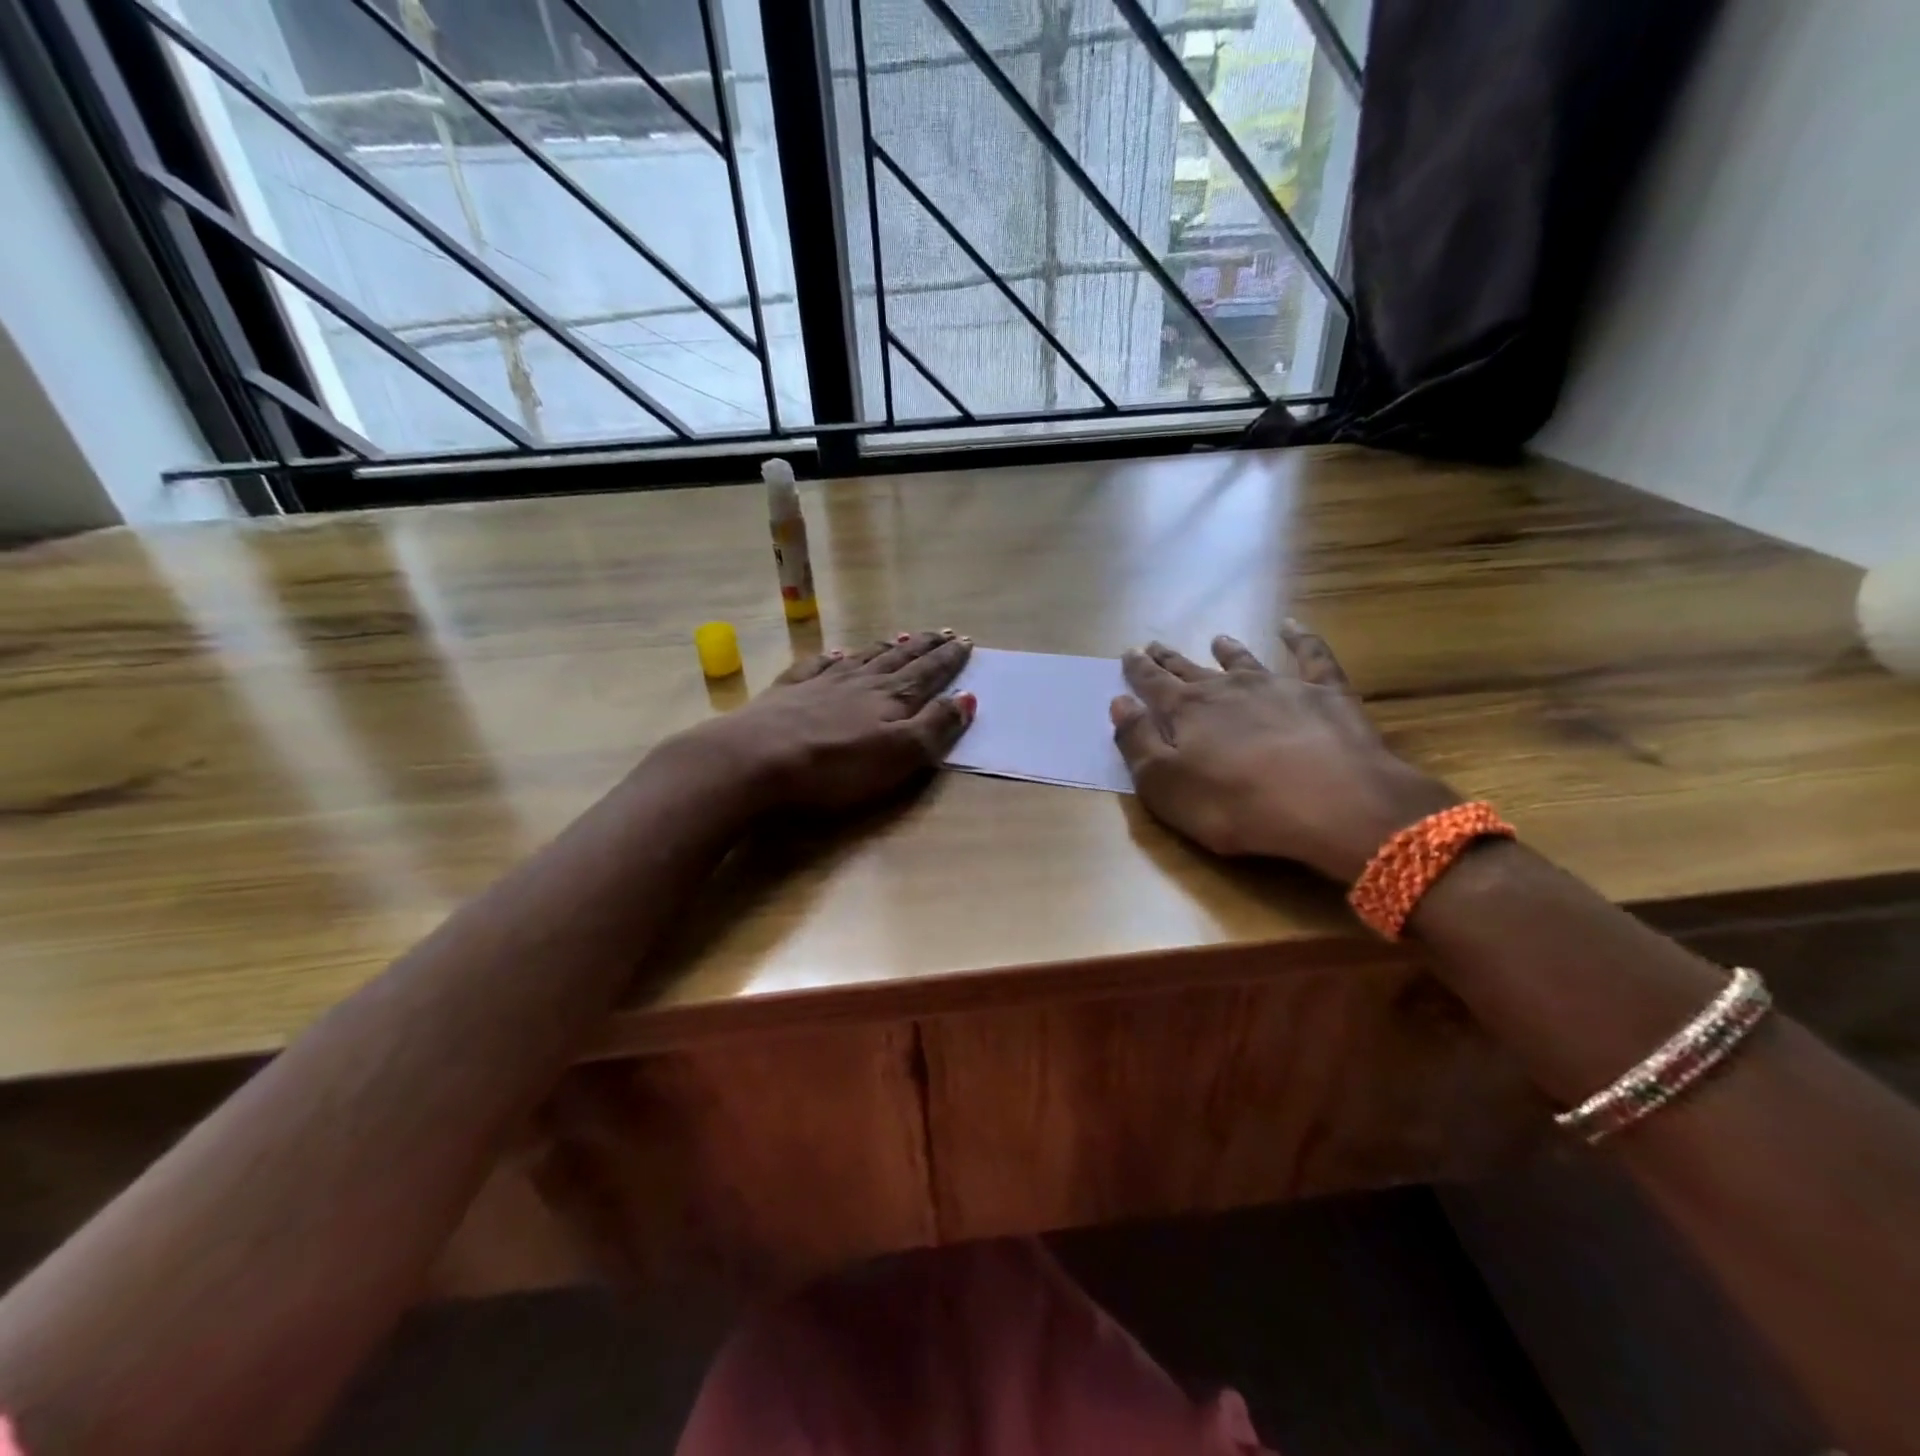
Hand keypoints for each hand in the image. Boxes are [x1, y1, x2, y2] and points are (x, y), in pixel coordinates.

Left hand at [682, 629, 975, 812]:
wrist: (756, 758)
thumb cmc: (836, 765)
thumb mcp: (900, 754)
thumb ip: (935, 727)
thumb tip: (967, 698)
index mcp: (892, 698)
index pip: (928, 673)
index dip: (949, 659)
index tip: (965, 641)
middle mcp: (861, 682)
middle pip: (899, 659)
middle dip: (925, 647)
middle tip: (943, 632)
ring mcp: (822, 682)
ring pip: (864, 657)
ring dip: (886, 647)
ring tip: (903, 636)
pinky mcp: (789, 691)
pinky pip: (819, 665)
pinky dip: (834, 656)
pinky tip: (839, 651)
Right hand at [1110, 622, 1456, 881]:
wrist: (1331, 803)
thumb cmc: (1235, 804)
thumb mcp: (1164, 785)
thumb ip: (1137, 742)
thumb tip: (1119, 702)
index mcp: (1186, 711)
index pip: (1153, 684)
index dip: (1138, 670)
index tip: (1129, 653)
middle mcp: (1227, 689)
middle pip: (1191, 670)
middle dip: (1170, 659)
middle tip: (1154, 645)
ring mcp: (1278, 685)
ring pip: (1244, 660)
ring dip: (1228, 650)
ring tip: (1217, 638)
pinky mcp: (1325, 693)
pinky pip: (1311, 655)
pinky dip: (1300, 638)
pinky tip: (1292, 625)